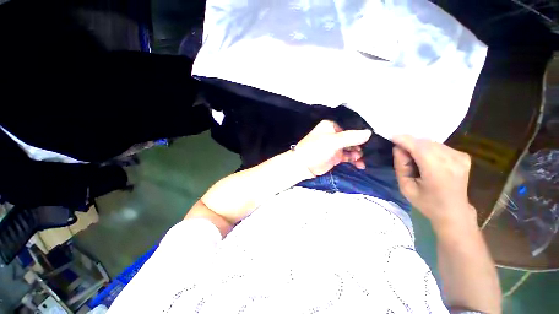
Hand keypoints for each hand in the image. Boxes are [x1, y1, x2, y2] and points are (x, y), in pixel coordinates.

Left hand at [294, 120, 371, 176]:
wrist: (303, 166)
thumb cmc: (315, 150)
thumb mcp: (332, 141)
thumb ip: (350, 137)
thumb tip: (369, 133)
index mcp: (331, 126)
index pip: (350, 127)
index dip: (361, 133)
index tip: (371, 140)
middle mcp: (334, 135)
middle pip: (352, 138)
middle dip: (360, 145)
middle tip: (367, 152)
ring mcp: (335, 146)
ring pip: (351, 148)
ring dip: (358, 154)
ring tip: (361, 160)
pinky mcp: (336, 157)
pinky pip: (348, 157)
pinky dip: (354, 160)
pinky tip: (360, 165)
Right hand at [392, 135, 475, 227]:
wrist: (453, 211)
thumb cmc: (426, 202)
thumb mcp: (406, 187)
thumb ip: (401, 166)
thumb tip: (398, 148)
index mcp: (438, 172)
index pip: (419, 148)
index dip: (404, 140)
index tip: (391, 137)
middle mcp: (452, 161)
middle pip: (425, 143)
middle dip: (410, 143)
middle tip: (400, 152)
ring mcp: (460, 157)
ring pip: (432, 142)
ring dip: (418, 146)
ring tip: (413, 158)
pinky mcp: (463, 156)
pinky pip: (439, 146)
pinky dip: (428, 148)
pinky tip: (426, 159)